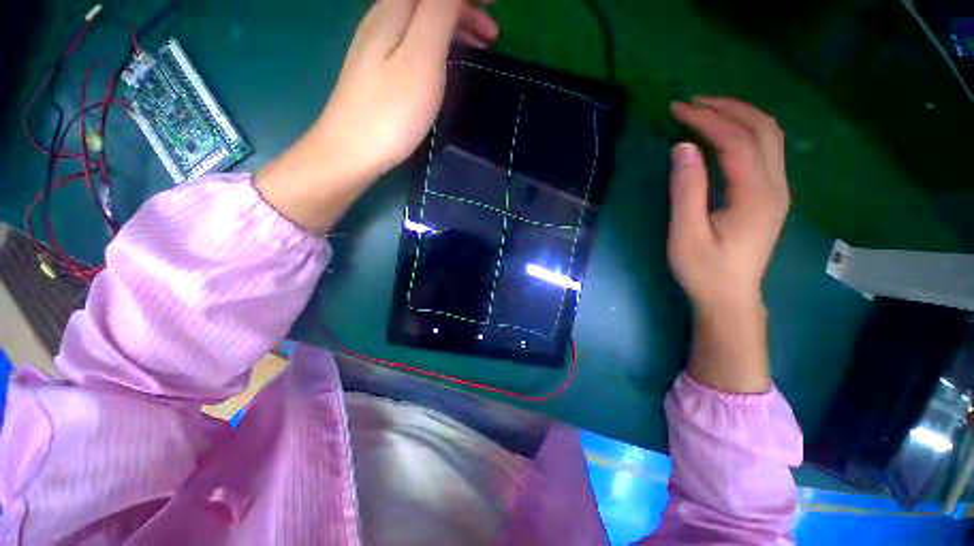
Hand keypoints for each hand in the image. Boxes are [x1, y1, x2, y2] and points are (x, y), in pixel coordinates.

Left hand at [257, 0, 497, 234]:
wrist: (352, 151)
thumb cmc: (391, 111)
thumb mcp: (421, 57)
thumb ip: (439, 12)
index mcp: (394, 10)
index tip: (496, 5)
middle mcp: (383, 18)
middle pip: (427, 1)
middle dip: (463, 9)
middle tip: (492, 35)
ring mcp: (378, 46)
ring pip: (422, 21)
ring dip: (453, 27)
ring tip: (479, 49)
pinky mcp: (378, 70)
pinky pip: (415, 41)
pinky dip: (438, 44)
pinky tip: (447, 63)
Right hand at [667, 97, 789, 313]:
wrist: (730, 298)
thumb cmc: (704, 270)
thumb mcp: (686, 234)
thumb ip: (686, 190)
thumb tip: (682, 147)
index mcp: (755, 196)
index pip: (735, 141)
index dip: (706, 120)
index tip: (678, 109)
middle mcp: (776, 186)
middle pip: (761, 129)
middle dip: (727, 108)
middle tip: (693, 102)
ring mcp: (779, 190)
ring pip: (770, 136)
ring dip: (740, 115)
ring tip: (708, 109)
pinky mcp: (773, 196)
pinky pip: (767, 149)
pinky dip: (747, 131)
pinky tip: (726, 133)